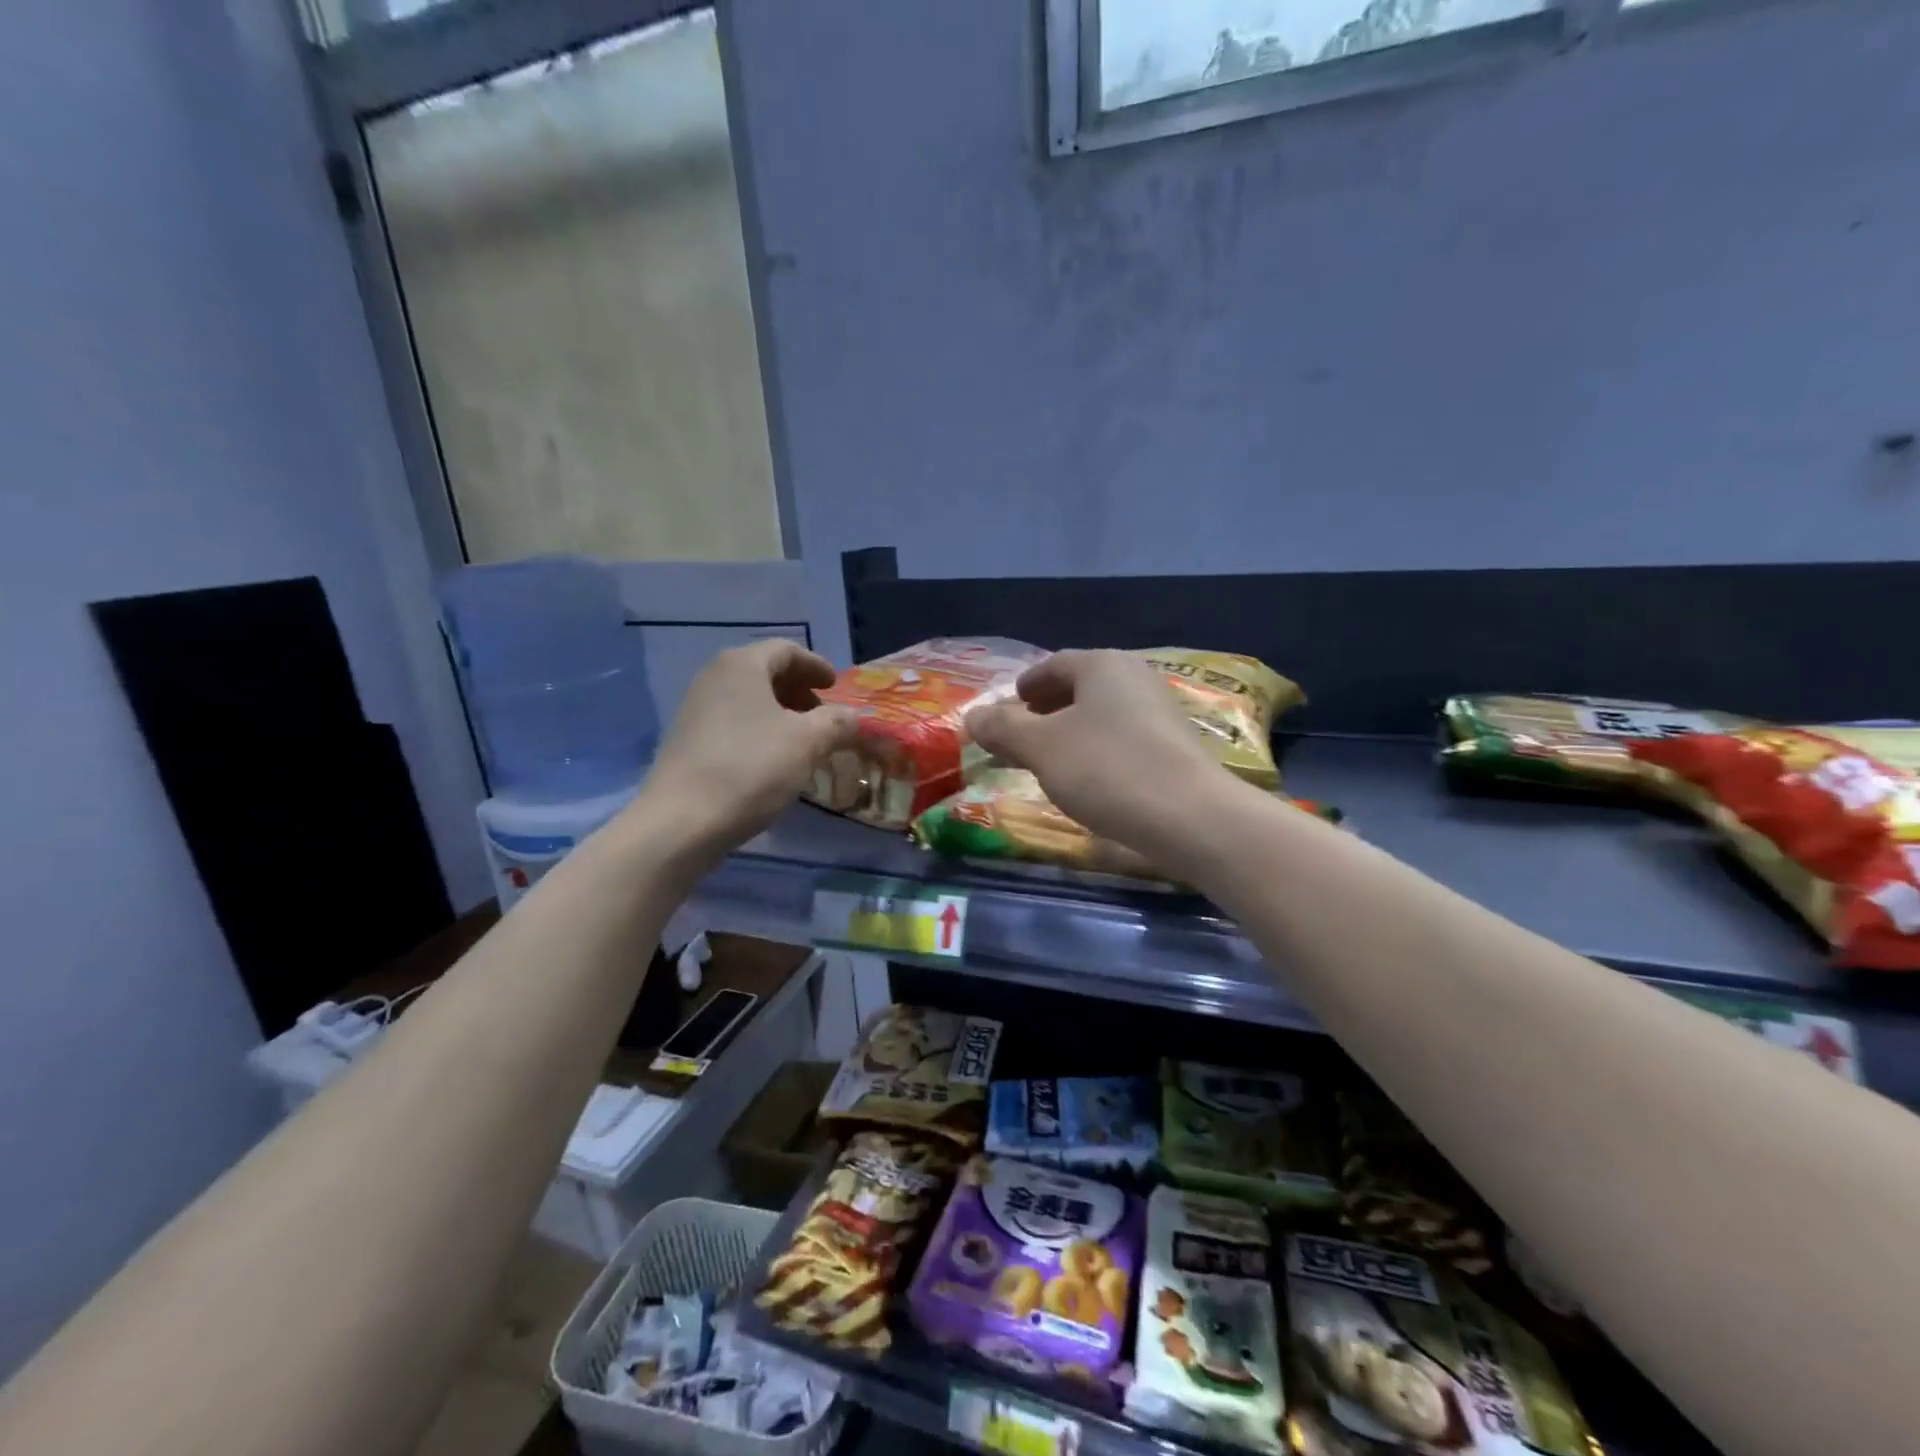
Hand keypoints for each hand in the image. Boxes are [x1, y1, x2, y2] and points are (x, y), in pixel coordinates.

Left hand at [638, 640, 857, 861]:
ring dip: (780, 713)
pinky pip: (733, 722)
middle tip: (823, 714)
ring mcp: (695, 709)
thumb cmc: (751, 768)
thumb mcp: (808, 742)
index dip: (815, 665)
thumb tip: (853, 717)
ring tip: (803, 740)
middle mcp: (714, 677)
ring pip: (748, 699)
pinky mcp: (687, 740)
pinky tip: (774, 760)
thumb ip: (837, 722)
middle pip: (764, 672)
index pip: (786, 650)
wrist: (681, 821)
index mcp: (742, 665)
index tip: (835, 685)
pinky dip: (759, 730)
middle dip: (799, 690)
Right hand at [966, 650, 1234, 857]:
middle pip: (1080, 687)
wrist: (1191, 817)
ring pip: (1102, 713)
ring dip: (1071, 730)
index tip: (1010, 703)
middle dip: (1047, 708)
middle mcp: (1134, 677)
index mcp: (1102, 665)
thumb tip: (972, 716)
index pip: (1054, 664)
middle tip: (1021, 732)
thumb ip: (1003, 728)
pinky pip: (1122, 737)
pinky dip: (1096, 748)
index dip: (1027, 684)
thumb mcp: (1041, 747)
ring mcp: (1160, 711)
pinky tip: (1087, 778)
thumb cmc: (1106, 769)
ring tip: (1048, 759)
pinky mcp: (1174, 746)